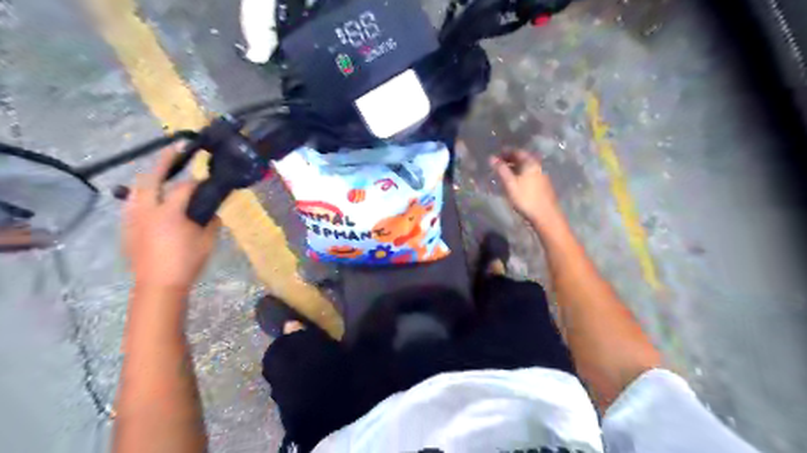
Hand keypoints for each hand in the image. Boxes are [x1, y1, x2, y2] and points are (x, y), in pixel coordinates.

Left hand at [123, 147, 219, 292]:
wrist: (158, 285)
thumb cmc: (187, 262)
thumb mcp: (207, 241)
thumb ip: (211, 222)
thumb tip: (213, 211)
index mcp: (170, 213)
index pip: (184, 188)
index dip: (198, 182)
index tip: (208, 181)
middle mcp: (147, 210)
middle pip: (151, 178)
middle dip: (164, 161)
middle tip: (176, 150)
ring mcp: (133, 218)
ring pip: (136, 189)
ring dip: (150, 178)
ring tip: (161, 173)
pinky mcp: (127, 227)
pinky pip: (132, 203)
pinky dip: (143, 195)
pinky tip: (151, 200)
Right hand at [488, 148, 562, 223]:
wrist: (545, 216)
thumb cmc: (526, 198)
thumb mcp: (510, 183)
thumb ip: (501, 170)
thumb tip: (491, 158)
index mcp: (530, 163)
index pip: (517, 152)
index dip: (505, 153)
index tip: (495, 156)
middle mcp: (537, 166)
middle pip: (522, 159)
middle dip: (509, 160)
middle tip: (497, 165)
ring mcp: (541, 176)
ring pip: (525, 168)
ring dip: (514, 168)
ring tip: (503, 174)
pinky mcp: (542, 186)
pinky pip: (528, 175)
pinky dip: (519, 175)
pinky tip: (513, 182)